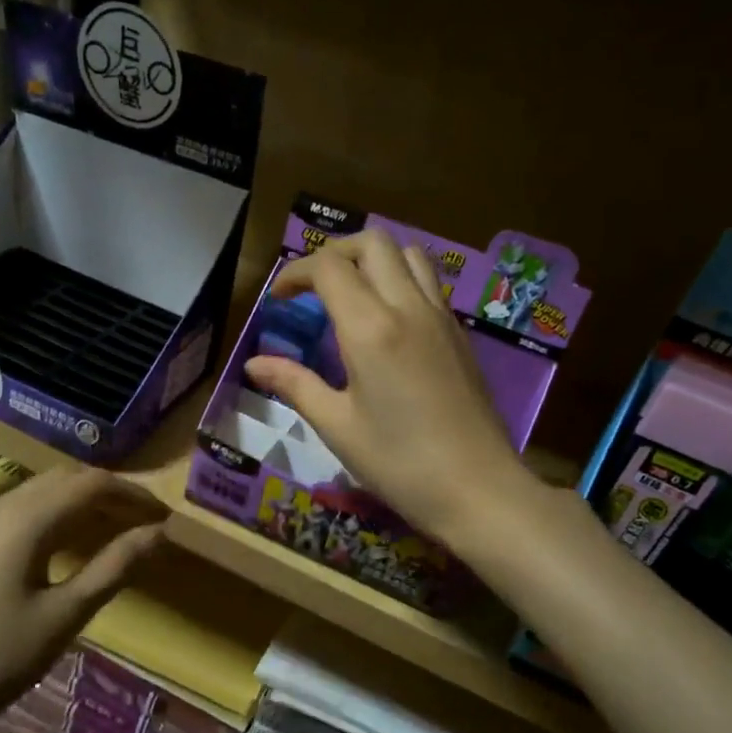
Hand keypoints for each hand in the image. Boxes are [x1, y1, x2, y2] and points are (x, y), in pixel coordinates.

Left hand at [0, 468, 164, 732]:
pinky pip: (21, 513)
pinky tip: (69, 547)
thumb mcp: (63, 616)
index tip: (165, 516)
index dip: (134, 494)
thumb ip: (113, 568)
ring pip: (41, 494)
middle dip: (109, 494)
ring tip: (116, 532)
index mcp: (25, 519)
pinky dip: (55, 518)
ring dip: (82, 504)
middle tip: (146, 522)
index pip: (92, 484)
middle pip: (65, 480)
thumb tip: (158, 534)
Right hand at [242, 229, 537, 546]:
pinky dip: (400, 279)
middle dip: (334, 253)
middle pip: (372, 243)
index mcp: (371, 328)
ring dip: (372, 260)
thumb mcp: (337, 426)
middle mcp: (409, 307)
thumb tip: (253, 364)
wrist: (478, 489)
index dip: (296, 272)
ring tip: (350, 295)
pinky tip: (386, 321)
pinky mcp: (459, 334)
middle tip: (312, 288)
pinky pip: (428, 282)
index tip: (278, 300)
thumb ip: (295, 384)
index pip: (329, 267)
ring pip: (408, 254)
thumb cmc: (399, 463)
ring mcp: (441, 317)